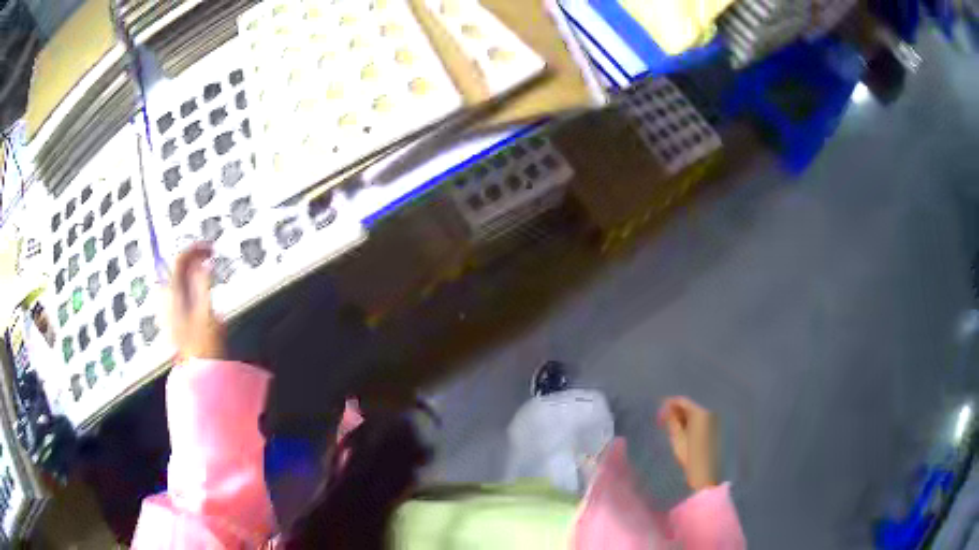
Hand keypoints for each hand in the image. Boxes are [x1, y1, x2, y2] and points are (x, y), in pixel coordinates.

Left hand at [167, 245, 224, 359]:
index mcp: (173, 295)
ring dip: (189, 274)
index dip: (195, 249)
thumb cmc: (203, 345)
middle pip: (174, 270)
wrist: (198, 375)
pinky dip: (187, 288)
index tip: (211, 249)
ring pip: (175, 283)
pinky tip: (198, 298)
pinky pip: (176, 296)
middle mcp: (166, 300)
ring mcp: (167, 312)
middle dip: (191, 261)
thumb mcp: (207, 311)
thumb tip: (204, 262)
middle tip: (208, 260)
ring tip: (205, 277)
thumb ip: (204, 284)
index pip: (179, 260)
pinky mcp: (171, 323)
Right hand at [658, 396, 717, 490]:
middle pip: (690, 407)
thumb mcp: (678, 439)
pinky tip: (682, 433)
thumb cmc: (690, 457)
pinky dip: (689, 424)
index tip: (658, 413)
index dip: (668, 405)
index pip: (683, 402)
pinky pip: (700, 422)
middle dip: (675, 412)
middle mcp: (709, 414)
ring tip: (670, 429)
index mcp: (701, 414)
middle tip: (662, 421)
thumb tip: (666, 409)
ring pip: (694, 415)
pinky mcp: (714, 430)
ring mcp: (713, 422)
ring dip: (682, 419)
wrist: (706, 473)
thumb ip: (672, 421)